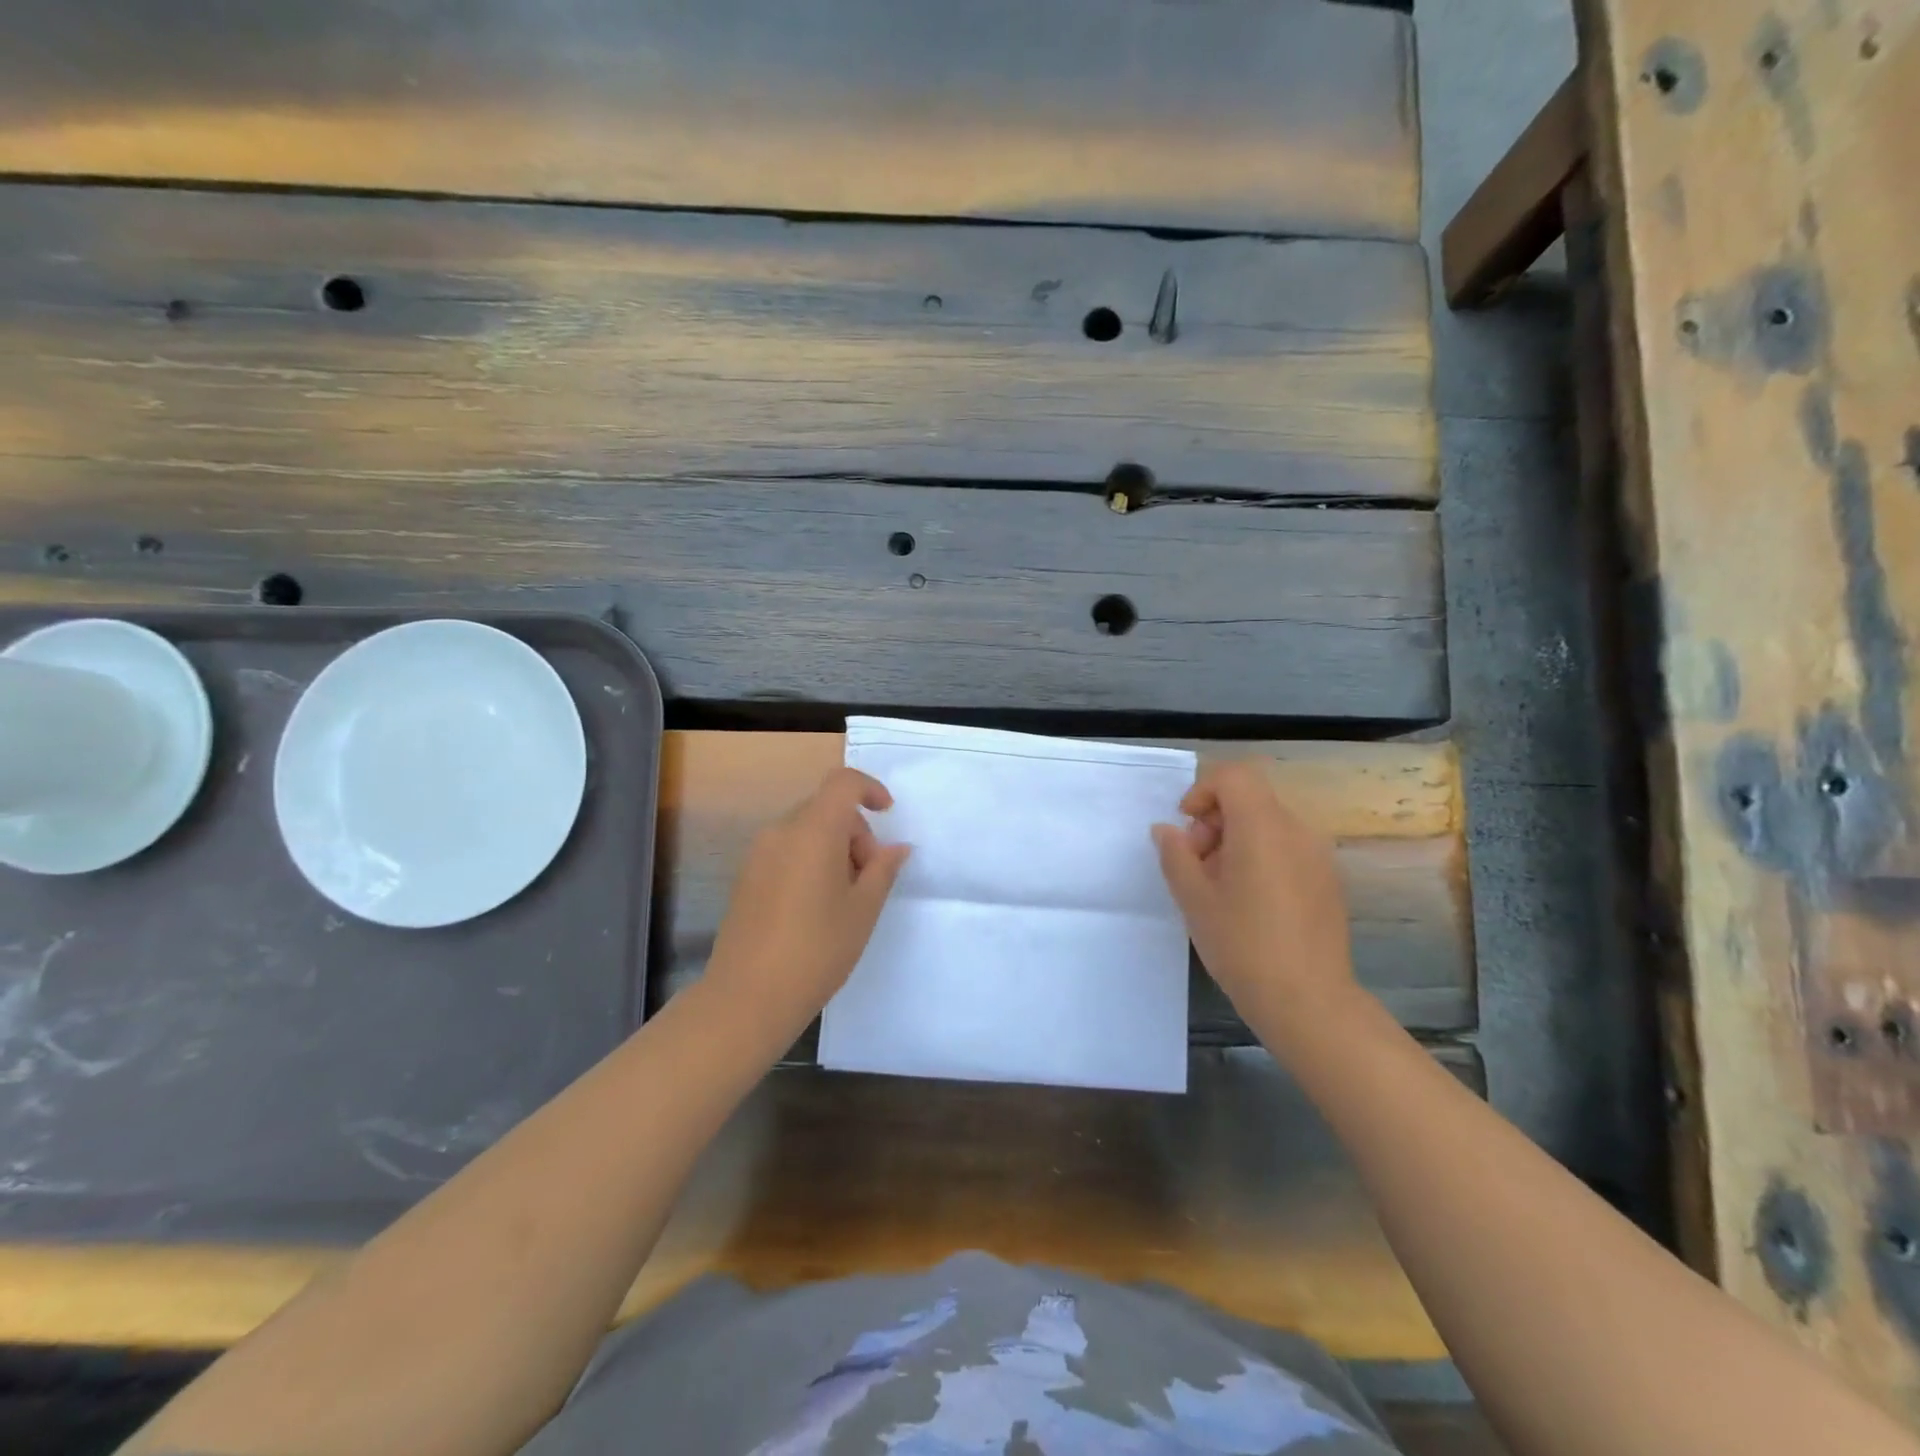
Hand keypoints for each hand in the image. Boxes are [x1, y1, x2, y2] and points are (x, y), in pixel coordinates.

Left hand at [705, 766, 910, 1036]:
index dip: (869, 789)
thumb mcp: (863, 910)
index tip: (887, 814)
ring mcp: (758, 854)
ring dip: (833, 849)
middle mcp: (781, 832)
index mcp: (813, 831)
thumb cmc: (816, 950)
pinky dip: (809, 861)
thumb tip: (897, 847)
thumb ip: (883, 870)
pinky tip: (815, 907)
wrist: (747, 997)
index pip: (842, 783)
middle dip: (855, 832)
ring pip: (806, 831)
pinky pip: (786, 850)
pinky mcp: (746, 877)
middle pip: (826, 809)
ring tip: (845, 898)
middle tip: (870, 879)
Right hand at [1151, 759, 1356, 1025]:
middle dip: (1215, 820)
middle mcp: (1297, 830)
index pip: (1234, 775)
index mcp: (1263, 827)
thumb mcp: (1194, 900)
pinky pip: (1287, 848)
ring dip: (1236, 840)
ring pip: (1268, 824)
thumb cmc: (1243, 946)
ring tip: (1220, 887)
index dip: (1203, 791)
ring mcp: (1318, 855)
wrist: (1309, 1002)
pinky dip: (1261, 857)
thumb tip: (1167, 830)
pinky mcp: (1328, 880)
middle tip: (1197, 865)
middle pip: (1251, 798)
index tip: (1187, 828)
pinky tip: (1250, 902)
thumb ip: (1175, 855)